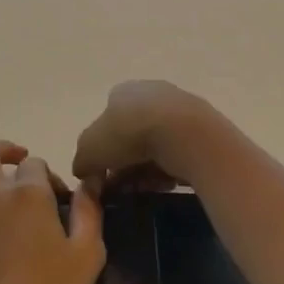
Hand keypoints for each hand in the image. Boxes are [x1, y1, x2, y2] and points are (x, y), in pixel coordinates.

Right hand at [71, 80, 217, 189]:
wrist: (184, 133)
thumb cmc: (129, 133)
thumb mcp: (89, 149)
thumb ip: (82, 161)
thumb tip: (84, 171)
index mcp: (122, 92)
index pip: (106, 122)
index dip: (102, 152)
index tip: (103, 177)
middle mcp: (150, 94)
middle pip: (131, 136)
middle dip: (125, 165)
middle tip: (123, 190)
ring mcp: (178, 109)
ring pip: (156, 147)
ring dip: (147, 171)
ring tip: (145, 191)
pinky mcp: (201, 129)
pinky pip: (178, 154)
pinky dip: (170, 170)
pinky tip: (166, 185)